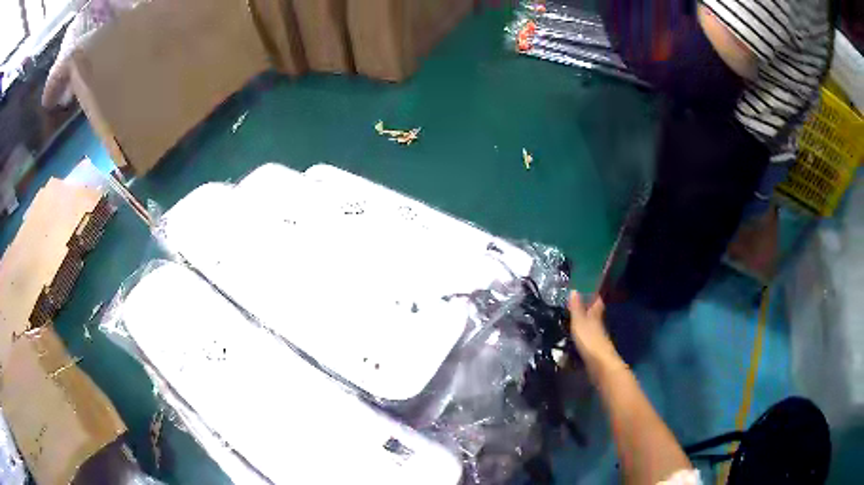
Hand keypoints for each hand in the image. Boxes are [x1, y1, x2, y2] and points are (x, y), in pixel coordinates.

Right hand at [568, 291, 620, 373]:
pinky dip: (582, 334)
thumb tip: (574, 290)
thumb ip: (576, 307)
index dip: (592, 294)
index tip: (585, 289)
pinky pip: (588, 336)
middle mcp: (599, 323)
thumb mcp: (579, 321)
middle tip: (575, 304)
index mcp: (596, 313)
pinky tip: (575, 336)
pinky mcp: (594, 347)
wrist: (599, 363)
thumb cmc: (589, 339)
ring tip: (572, 319)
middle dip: (587, 308)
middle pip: (595, 312)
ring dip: (584, 322)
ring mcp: (597, 336)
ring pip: (591, 324)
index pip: (597, 300)